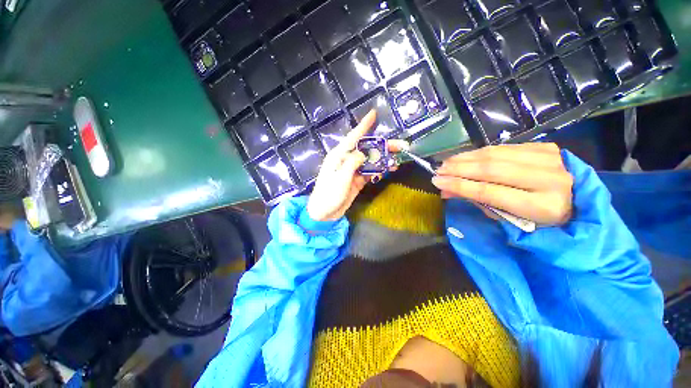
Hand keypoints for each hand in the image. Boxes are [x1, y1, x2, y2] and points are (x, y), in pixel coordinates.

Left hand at [307, 110, 406, 221]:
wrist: (325, 213)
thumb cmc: (329, 194)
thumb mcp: (340, 178)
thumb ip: (352, 163)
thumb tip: (363, 154)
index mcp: (339, 156)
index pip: (353, 137)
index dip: (364, 125)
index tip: (373, 113)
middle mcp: (346, 160)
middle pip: (367, 149)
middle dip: (383, 146)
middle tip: (401, 145)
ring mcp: (353, 170)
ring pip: (371, 160)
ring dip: (384, 159)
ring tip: (399, 159)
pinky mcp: (357, 180)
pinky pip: (370, 172)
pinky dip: (380, 170)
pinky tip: (390, 169)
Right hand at [432, 143, 573, 224]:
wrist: (578, 200)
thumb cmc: (540, 220)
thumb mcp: (509, 218)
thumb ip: (478, 203)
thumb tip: (447, 192)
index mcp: (542, 206)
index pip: (490, 192)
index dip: (459, 186)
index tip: (437, 182)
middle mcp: (549, 179)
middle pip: (491, 169)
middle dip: (458, 169)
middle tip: (438, 171)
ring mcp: (549, 159)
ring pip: (496, 154)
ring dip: (465, 158)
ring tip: (446, 163)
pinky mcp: (545, 147)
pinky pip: (503, 147)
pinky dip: (479, 152)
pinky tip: (465, 157)